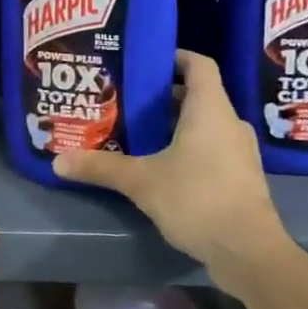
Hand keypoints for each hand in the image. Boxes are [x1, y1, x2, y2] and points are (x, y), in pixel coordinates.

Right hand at [52, 51, 287, 286]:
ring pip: (205, 123)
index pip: (199, 65)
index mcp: (209, 110)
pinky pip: (212, 148)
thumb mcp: (141, 181)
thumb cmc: (197, 199)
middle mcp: (229, 123)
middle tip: (127, 99)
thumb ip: (100, 167)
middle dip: (163, 95)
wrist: (249, 252)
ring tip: (138, 130)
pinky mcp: (241, 177)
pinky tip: (161, 163)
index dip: (175, 56)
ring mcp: (239, 152)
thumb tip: (58, 160)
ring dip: (175, 123)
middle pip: (198, 95)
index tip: (146, 60)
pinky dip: (188, 147)